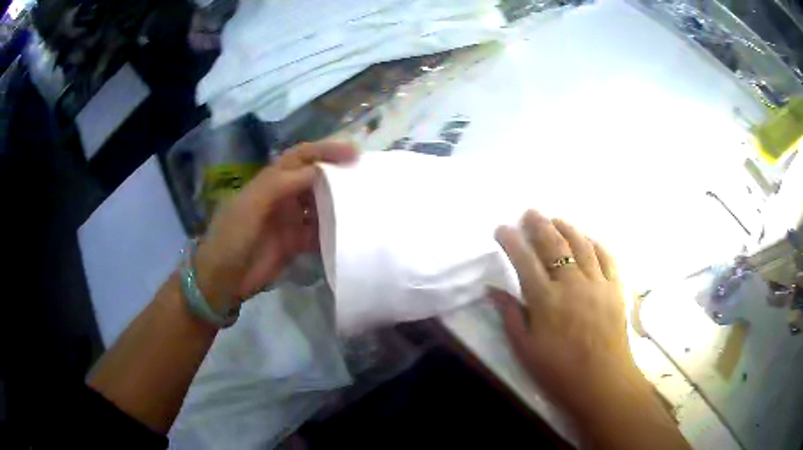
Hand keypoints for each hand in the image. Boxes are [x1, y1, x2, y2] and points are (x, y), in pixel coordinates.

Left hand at [193, 141, 356, 307]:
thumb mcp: (253, 204)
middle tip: (365, 178)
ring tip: (364, 205)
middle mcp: (284, 196)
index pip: (302, 156)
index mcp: (272, 180)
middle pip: (315, 179)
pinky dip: (332, 232)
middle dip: (338, 175)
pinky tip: (349, 234)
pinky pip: (318, 233)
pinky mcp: (295, 243)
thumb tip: (321, 170)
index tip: (354, 153)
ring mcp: (290, 220)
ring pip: (320, 205)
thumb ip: (284, 184)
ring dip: (338, 204)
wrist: (223, 278)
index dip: (326, 150)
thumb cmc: (233, 236)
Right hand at [490, 210, 640, 418]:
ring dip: (567, 227)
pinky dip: (596, 243)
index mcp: (546, 301)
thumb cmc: (559, 372)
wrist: (602, 383)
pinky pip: (607, 257)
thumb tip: (493, 289)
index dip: (511, 241)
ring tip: (555, 219)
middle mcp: (572, 284)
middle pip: (554, 244)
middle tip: (529, 213)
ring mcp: (597, 283)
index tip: (501, 229)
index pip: (524, 261)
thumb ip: (510, 316)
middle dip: (539, 225)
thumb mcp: (525, 350)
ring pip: (581, 245)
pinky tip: (588, 238)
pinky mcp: (615, 288)